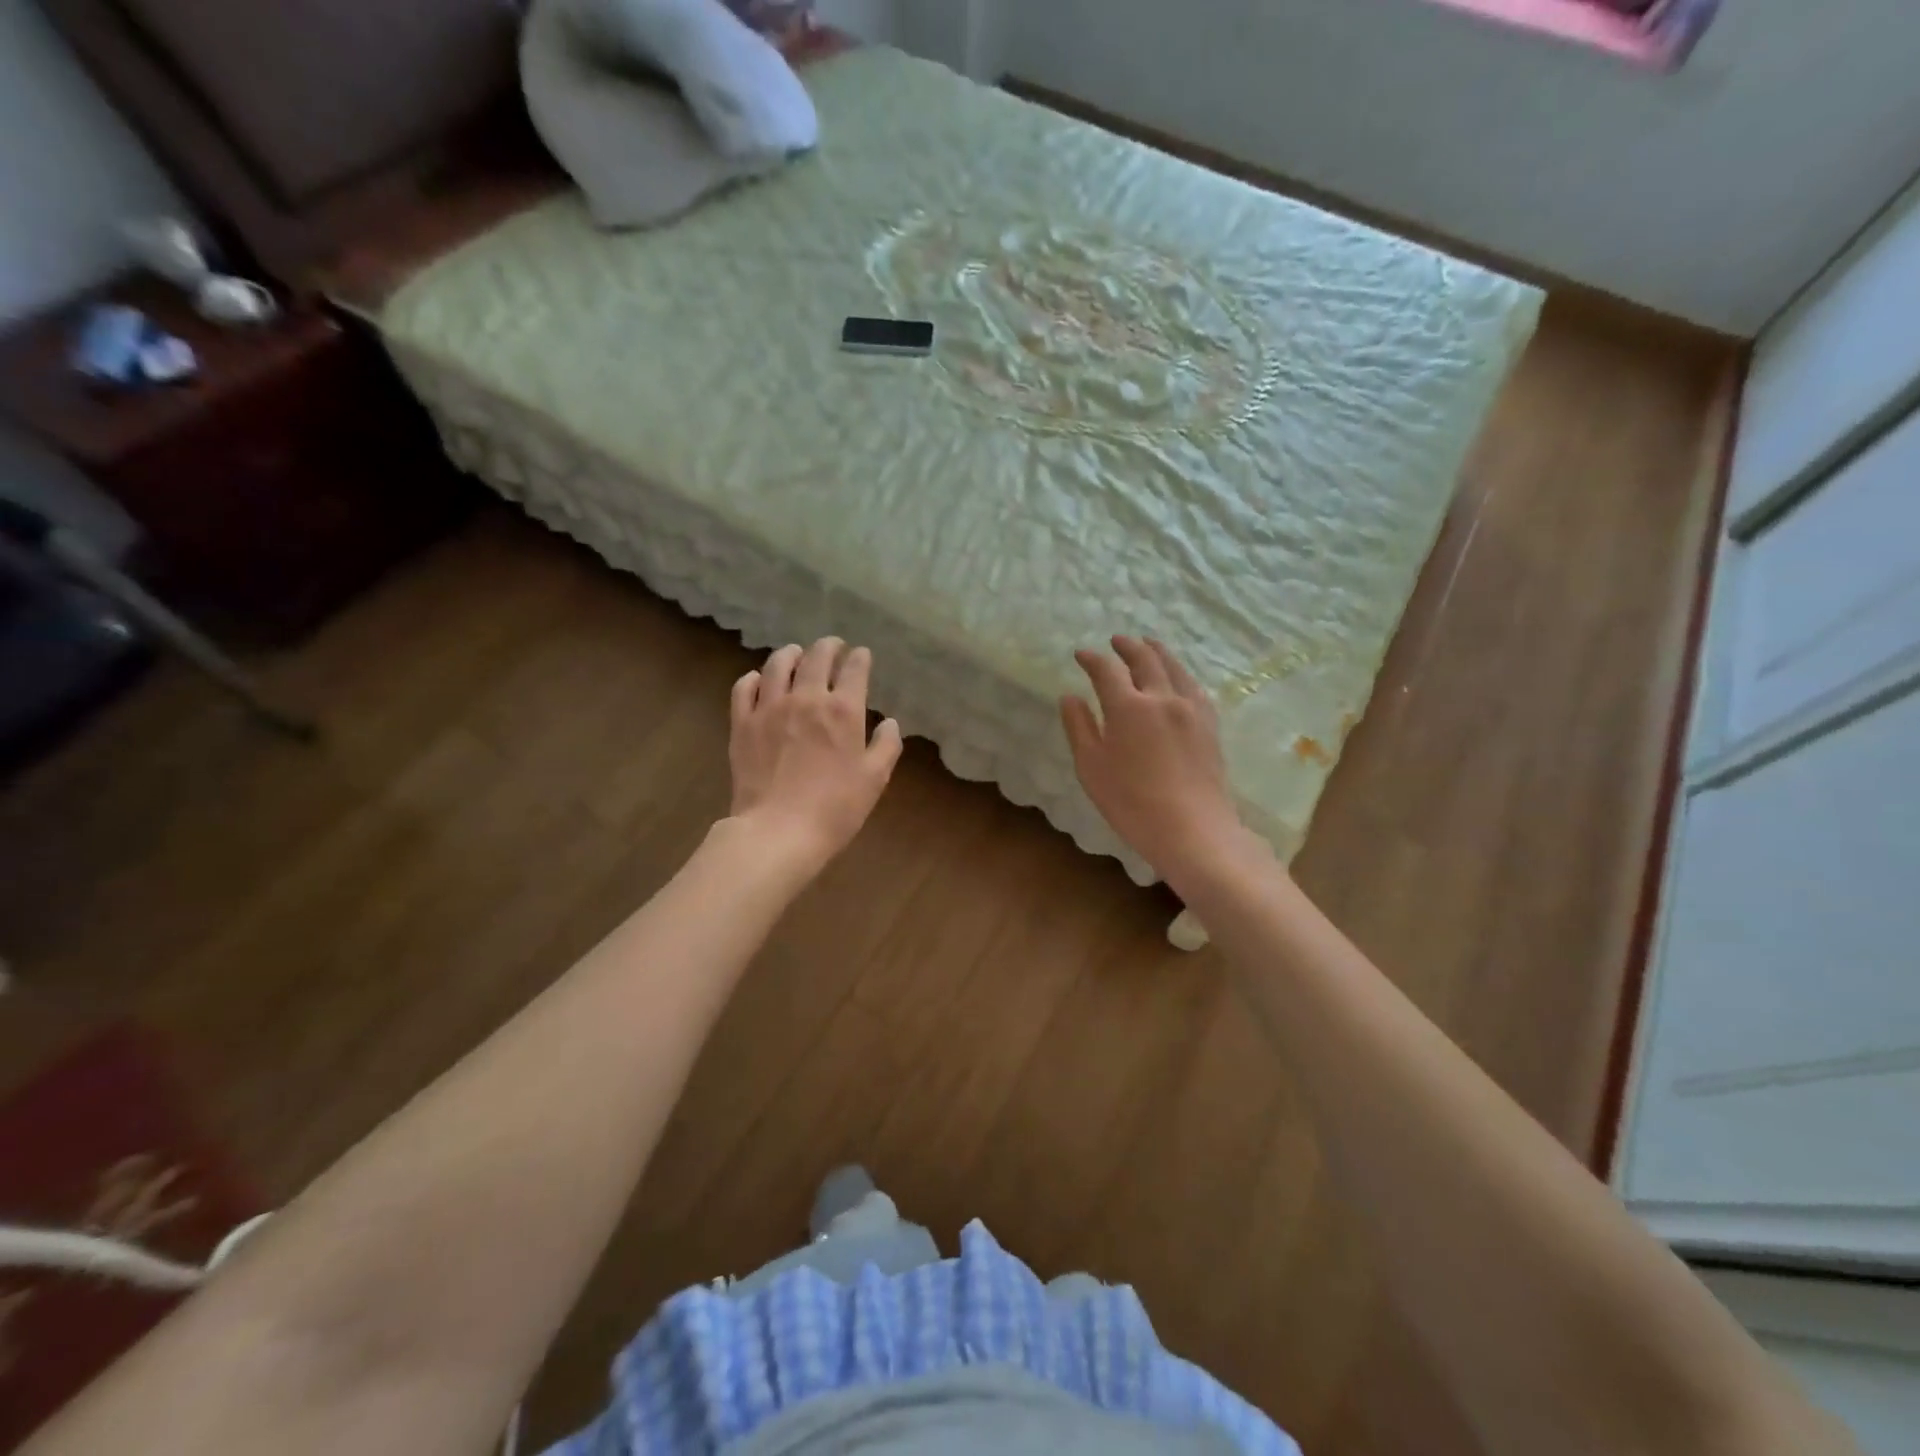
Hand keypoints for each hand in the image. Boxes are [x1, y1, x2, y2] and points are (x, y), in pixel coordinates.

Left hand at [729, 638, 902, 871]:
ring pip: (778, 665)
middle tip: (833, 647)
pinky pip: (744, 687)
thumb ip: (886, 746)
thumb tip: (889, 722)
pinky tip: (759, 680)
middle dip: (829, 647)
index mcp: (843, 710)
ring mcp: (770, 708)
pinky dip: (754, 678)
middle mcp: (806, 698)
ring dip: (791, 654)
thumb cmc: (835, 808)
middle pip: (816, 657)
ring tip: (796, 654)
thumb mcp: (874, 780)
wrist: (778, 831)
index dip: (860, 658)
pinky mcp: (742, 723)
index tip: (862, 655)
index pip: (854, 669)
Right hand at [1061, 635, 1245, 884]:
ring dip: (1157, 651)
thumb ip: (1079, 728)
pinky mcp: (1209, 724)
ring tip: (1148, 644)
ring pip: (1174, 667)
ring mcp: (1191, 709)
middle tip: (1116, 641)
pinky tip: (1178, 677)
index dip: (1092, 659)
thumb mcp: (1091, 767)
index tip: (1081, 655)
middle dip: (1128, 646)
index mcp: (1128, 707)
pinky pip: (1194, 686)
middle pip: (1145, 659)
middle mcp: (1162, 698)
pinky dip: (1180, 672)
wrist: (1192, 829)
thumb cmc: (1131, 802)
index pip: (1106, 670)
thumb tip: (1070, 697)